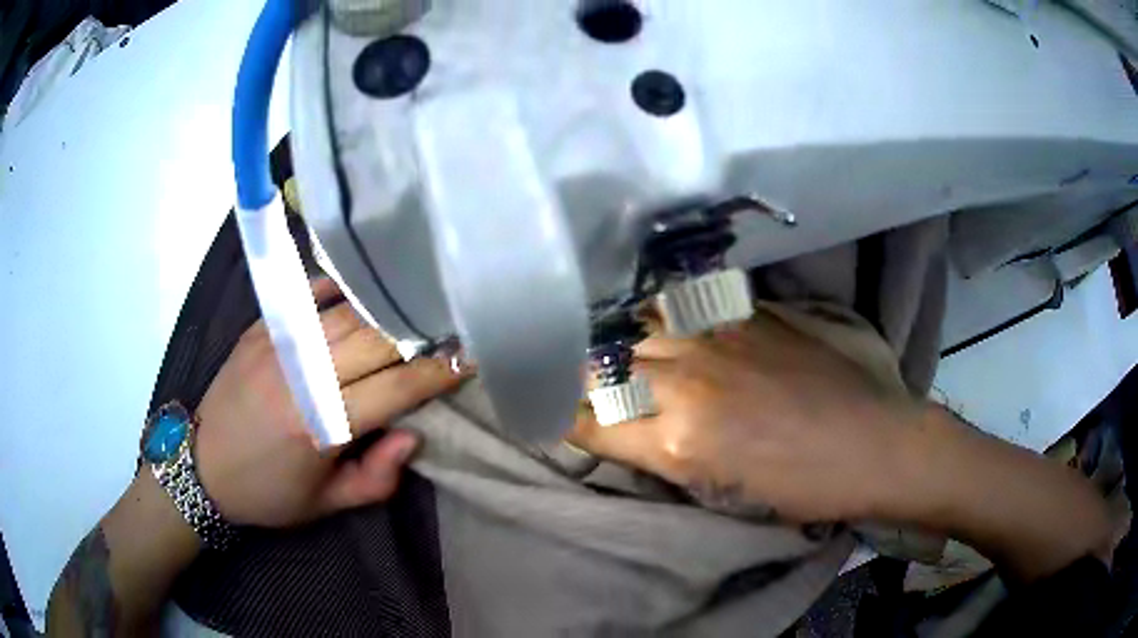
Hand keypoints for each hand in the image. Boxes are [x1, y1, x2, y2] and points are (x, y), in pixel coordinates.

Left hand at [194, 278, 466, 527]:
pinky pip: (306, 297)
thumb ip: (377, 478)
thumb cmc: (269, 493)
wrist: (202, 467)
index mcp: (321, 427)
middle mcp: (302, 378)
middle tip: (447, 329)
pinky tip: (359, 291)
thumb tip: (413, 435)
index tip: (468, 359)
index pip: (395, 390)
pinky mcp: (260, 330)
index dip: (437, 374)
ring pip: (345, 315)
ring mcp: (278, 346)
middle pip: (374, 341)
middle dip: (417, 335)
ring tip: (412, 308)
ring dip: (384, 311)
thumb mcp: (327, 505)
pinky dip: (337, 290)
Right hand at [572, 309, 921, 522]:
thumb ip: (660, 456)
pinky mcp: (742, 316)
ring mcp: (714, 341)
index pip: (588, 424)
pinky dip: (650, 315)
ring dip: (608, 338)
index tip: (546, 409)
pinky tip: (644, 317)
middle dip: (574, 373)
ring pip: (632, 327)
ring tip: (597, 340)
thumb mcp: (719, 493)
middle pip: (600, 368)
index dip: (560, 417)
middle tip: (561, 370)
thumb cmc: (800, 487)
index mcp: (677, 443)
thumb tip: (619, 429)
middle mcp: (685, 383)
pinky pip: (676, 308)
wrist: (870, 442)